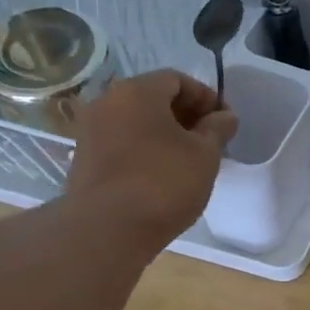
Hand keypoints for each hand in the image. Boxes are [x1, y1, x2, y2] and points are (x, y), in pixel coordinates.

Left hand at [65, 70, 236, 252]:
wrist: (107, 229)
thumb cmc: (164, 183)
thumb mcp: (205, 155)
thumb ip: (218, 129)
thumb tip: (225, 116)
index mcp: (137, 92)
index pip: (177, 79)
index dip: (206, 97)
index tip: (224, 122)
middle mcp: (107, 102)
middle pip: (153, 98)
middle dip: (185, 115)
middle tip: (210, 140)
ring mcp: (90, 131)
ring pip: (136, 122)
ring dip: (164, 134)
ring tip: (188, 160)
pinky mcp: (84, 159)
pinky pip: (122, 143)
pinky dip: (145, 150)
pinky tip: (162, 175)